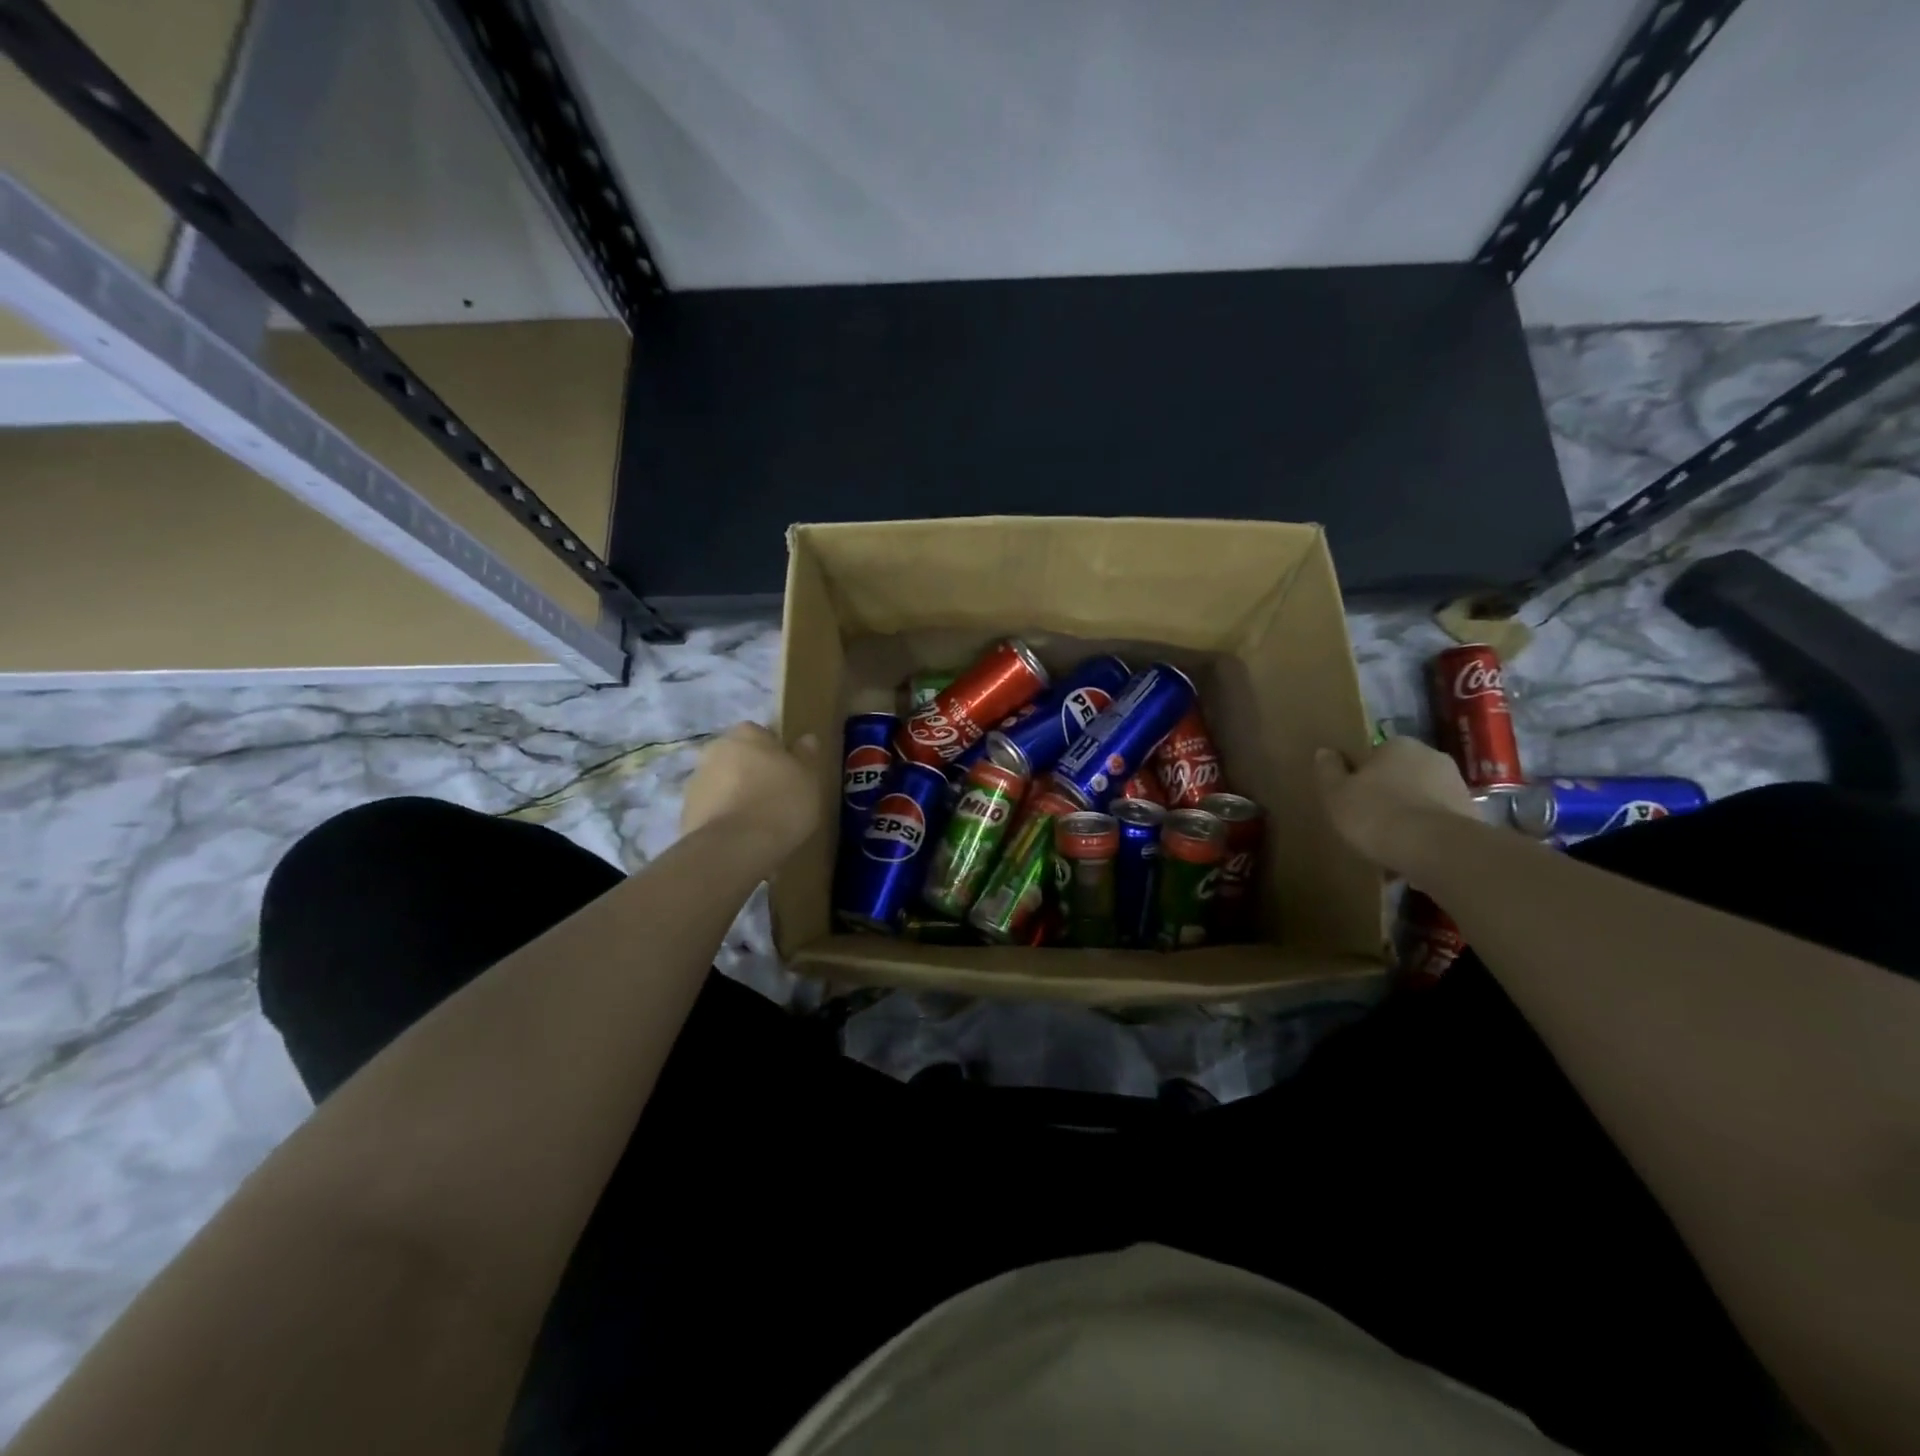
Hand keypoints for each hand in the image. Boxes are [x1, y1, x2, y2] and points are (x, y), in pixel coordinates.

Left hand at [680, 723, 821, 863]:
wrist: (733, 847)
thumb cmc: (780, 803)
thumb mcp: (808, 779)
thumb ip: (806, 756)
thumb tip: (806, 738)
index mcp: (747, 734)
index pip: (762, 734)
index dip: (776, 754)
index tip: (788, 775)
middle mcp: (716, 749)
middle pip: (739, 757)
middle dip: (752, 772)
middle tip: (774, 797)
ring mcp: (696, 780)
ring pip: (722, 782)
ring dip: (735, 794)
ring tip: (757, 821)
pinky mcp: (685, 811)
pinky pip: (711, 808)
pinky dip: (723, 817)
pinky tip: (740, 836)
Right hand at [1314, 737, 1478, 874]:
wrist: (1436, 850)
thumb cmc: (1377, 813)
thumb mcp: (1336, 793)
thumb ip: (1329, 770)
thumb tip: (1325, 751)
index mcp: (1399, 745)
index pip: (1375, 754)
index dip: (1362, 775)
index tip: (1352, 797)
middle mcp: (1433, 757)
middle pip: (1401, 775)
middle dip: (1389, 794)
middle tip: (1368, 821)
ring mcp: (1457, 787)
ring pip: (1422, 800)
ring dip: (1408, 817)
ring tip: (1388, 847)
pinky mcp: (1473, 818)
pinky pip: (1438, 825)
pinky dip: (1425, 837)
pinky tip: (1409, 859)